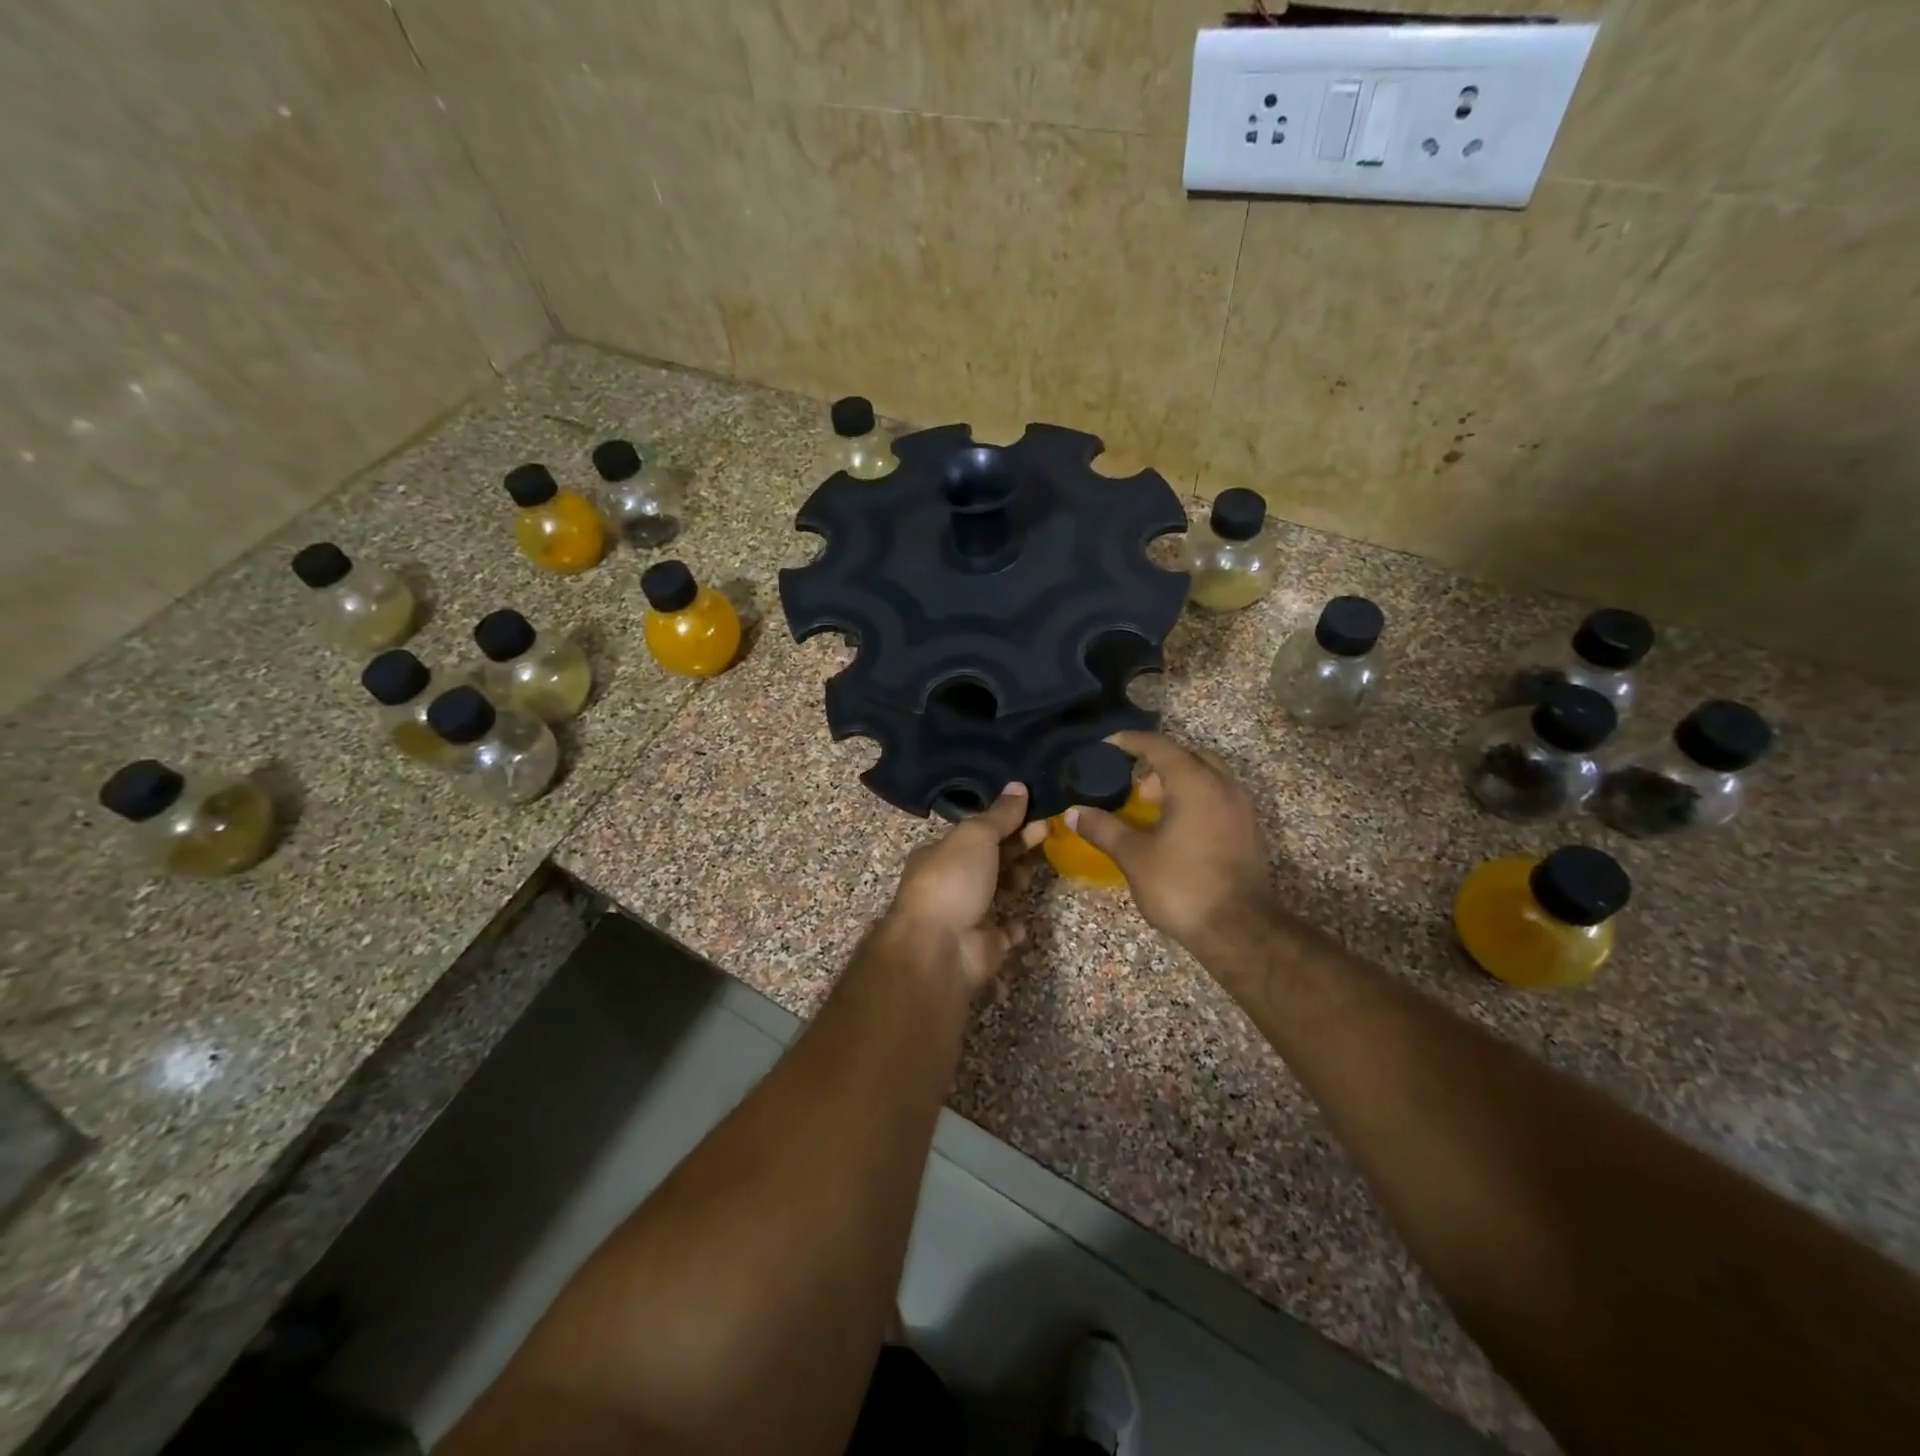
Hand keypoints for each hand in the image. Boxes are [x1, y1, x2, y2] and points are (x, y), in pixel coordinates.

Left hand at [883, 783, 1048, 994]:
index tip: (1037, 815)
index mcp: (941, 853)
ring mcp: (966, 915)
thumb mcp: (976, 836)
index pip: (978, 833)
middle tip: (1046, 836)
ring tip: (1028, 877)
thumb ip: (999, 815)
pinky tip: (1024, 918)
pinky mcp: (983, 945)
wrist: (939, 948)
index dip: (1007, 822)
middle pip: (991, 860)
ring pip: (998, 892)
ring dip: (1015, 881)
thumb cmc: (953, 881)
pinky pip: (1003, 931)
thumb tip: (1019, 786)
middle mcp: (951, 882)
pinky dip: (1014, 925)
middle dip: (1017, 848)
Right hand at [1067, 732, 1274, 955]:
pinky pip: (1218, 798)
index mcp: (1194, 783)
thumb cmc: (1182, 885)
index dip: (1130, 742)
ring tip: (1151, 805)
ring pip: (1208, 777)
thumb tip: (1073, 812)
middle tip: (1133, 780)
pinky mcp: (1248, 831)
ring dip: (1179, 781)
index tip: (1108, 745)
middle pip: (1189, 756)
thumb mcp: (1134, 856)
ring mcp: (1241, 808)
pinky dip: (1195, 799)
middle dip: (1159, 761)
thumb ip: (1102, 829)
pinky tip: (1175, 827)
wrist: (1239, 930)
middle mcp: (1222, 786)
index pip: (1159, 746)